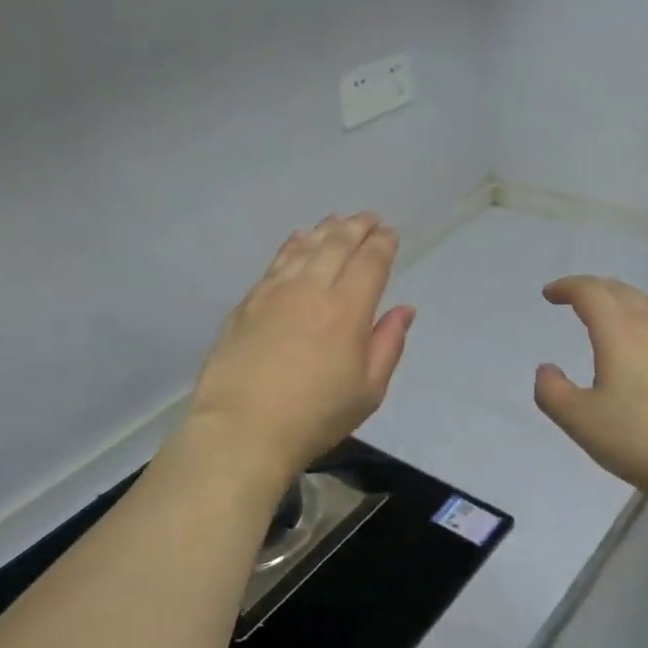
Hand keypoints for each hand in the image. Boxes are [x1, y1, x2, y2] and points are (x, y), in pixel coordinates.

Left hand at [189, 213, 415, 481]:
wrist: (242, 428)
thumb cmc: (315, 416)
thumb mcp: (368, 391)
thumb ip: (388, 344)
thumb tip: (404, 309)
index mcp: (347, 310)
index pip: (370, 262)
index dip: (383, 244)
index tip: (390, 234)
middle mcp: (312, 289)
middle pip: (338, 244)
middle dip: (357, 227)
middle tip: (369, 218)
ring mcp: (275, 292)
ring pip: (305, 247)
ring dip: (326, 229)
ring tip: (337, 220)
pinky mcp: (248, 302)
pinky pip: (276, 262)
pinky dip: (293, 245)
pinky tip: (298, 240)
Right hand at [533, 276, 647, 516]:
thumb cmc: (642, 439)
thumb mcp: (581, 421)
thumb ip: (553, 393)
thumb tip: (546, 370)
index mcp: (619, 332)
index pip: (591, 292)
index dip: (567, 287)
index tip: (549, 294)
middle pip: (621, 291)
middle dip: (593, 288)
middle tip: (573, 298)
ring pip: (646, 307)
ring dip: (619, 302)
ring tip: (603, 318)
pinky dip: (639, 322)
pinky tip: (639, 348)